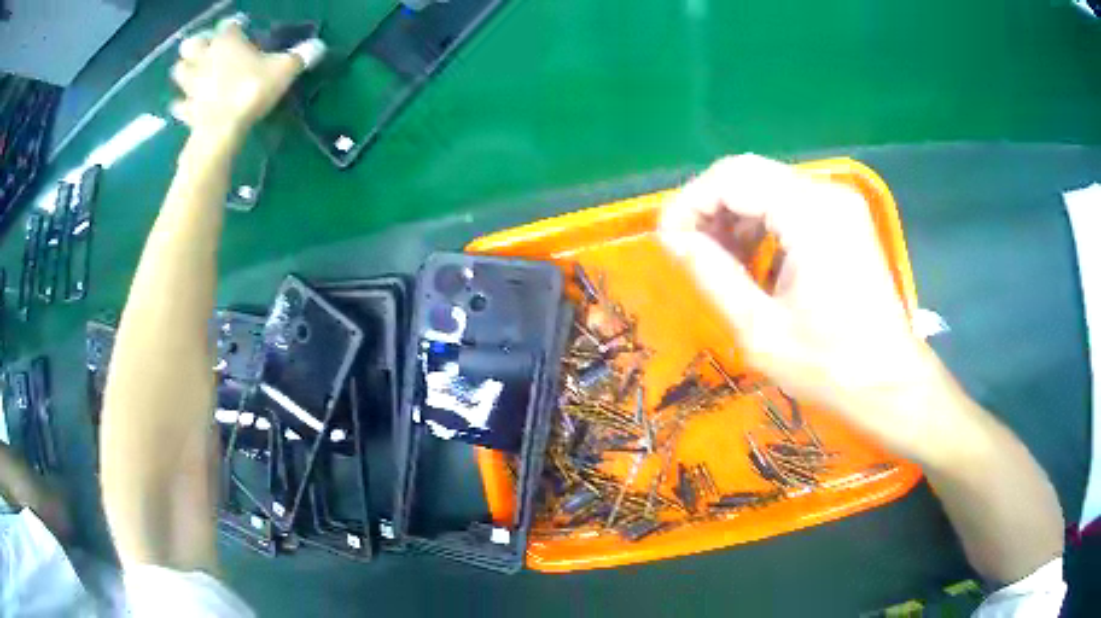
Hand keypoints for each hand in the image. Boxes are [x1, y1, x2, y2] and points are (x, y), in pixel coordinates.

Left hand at [169, 15, 308, 139]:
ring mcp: (191, 85)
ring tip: (194, 75)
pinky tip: (187, 105)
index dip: (234, 26)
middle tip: (207, 51)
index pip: (228, 25)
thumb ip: (300, 56)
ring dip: (185, 71)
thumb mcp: (284, 70)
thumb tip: (318, 46)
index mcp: (227, 42)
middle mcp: (205, 58)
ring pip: (179, 71)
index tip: (241, 29)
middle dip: (197, 46)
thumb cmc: (251, 90)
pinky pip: (179, 104)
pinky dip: (181, 104)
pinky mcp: (186, 110)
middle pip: (191, 44)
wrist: (222, 129)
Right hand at [660, 155, 941, 457]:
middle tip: (688, 252)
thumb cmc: (829, 367)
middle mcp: (827, 194)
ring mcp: (840, 204)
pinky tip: (752, 260)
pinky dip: (761, 224)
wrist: (890, 383)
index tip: (667, 244)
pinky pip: (789, 204)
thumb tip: (673, 239)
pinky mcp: (844, 219)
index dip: (689, 204)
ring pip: (767, 185)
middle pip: (748, 173)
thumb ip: (712, 275)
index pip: (731, 178)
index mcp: (810, 214)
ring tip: (717, 261)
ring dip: (733, 216)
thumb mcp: (760, 329)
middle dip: (709, 208)